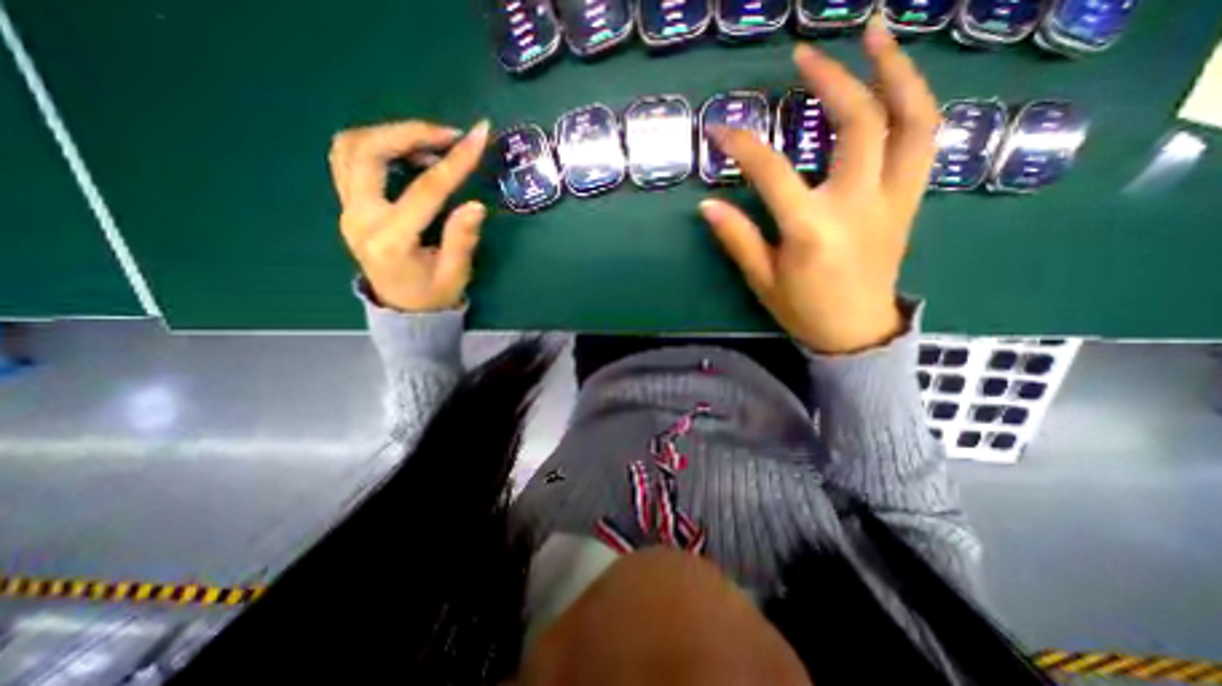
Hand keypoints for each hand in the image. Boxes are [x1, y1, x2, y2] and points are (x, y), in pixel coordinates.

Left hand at [333, 118, 492, 309]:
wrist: (403, 311)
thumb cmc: (433, 296)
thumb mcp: (455, 274)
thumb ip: (461, 239)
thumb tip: (475, 205)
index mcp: (391, 241)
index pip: (425, 190)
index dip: (454, 162)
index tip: (477, 137)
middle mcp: (360, 219)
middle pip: (368, 152)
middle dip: (410, 132)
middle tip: (449, 134)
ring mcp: (348, 210)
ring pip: (351, 147)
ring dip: (391, 134)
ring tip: (431, 143)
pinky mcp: (349, 206)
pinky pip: (349, 159)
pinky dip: (377, 144)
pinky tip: (408, 154)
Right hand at [702, 17, 936, 352]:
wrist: (856, 332)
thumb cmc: (803, 310)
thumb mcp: (762, 279)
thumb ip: (737, 238)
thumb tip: (708, 205)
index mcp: (812, 229)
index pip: (772, 172)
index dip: (743, 146)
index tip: (720, 129)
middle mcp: (859, 204)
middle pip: (858, 123)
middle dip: (832, 79)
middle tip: (804, 54)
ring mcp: (893, 199)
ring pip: (913, 118)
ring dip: (897, 69)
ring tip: (876, 34)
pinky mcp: (909, 201)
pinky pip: (924, 139)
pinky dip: (914, 102)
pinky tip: (895, 85)